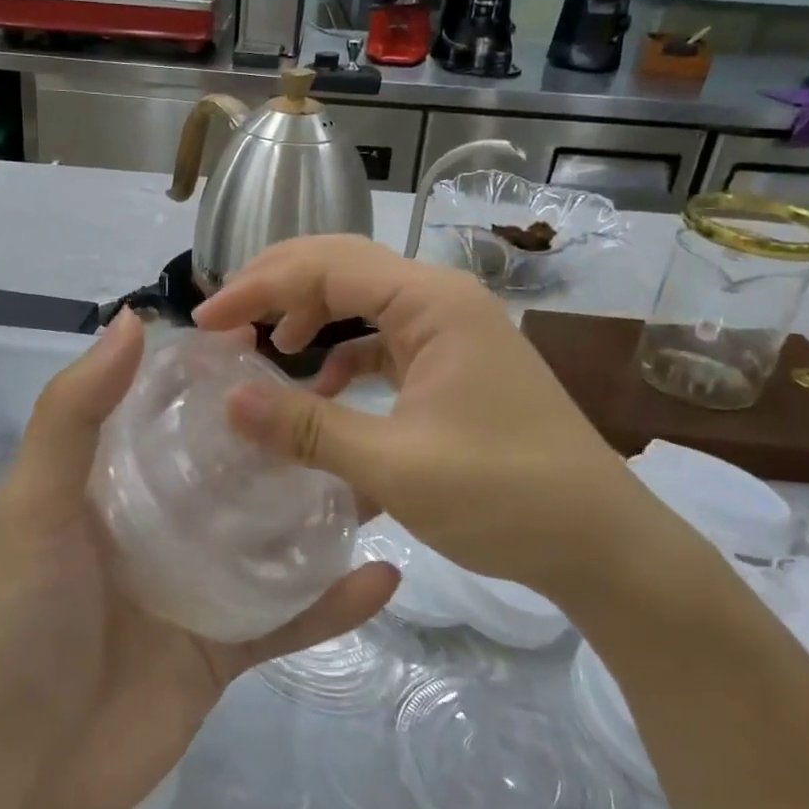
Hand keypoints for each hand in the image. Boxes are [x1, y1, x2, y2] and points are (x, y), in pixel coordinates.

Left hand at [0, 308, 397, 808]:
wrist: (30, 771)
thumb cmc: (28, 620)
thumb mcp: (36, 504)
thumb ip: (74, 413)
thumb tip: (133, 320)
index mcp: (115, 484)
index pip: (171, 410)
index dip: (213, 373)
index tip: (268, 338)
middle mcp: (162, 524)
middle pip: (234, 467)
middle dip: (281, 433)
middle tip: (344, 396)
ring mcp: (200, 585)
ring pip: (272, 534)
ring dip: (322, 507)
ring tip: (380, 469)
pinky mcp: (229, 645)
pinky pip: (291, 616)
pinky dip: (334, 601)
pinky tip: (385, 575)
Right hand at [194, 235, 679, 604]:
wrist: (601, 543)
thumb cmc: (504, 497)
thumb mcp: (394, 466)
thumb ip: (308, 428)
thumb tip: (227, 400)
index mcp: (432, 303)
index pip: (326, 265)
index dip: (259, 286)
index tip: (207, 320)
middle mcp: (442, 299)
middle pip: (342, 266)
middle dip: (278, 287)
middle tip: (224, 319)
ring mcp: (452, 330)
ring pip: (362, 299)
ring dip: (310, 314)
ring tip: (267, 345)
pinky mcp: (454, 363)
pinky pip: (384, 338)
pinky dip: (344, 353)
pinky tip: (324, 386)